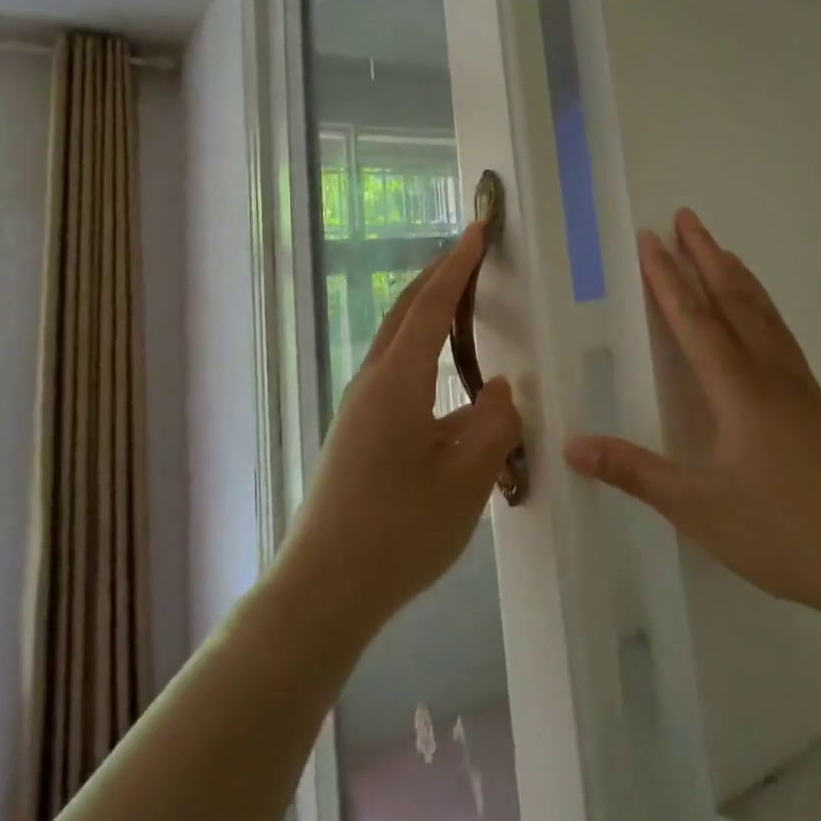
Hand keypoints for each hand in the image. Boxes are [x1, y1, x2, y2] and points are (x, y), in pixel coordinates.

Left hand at [279, 223, 523, 631]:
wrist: (323, 590)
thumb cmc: (399, 534)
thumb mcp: (466, 481)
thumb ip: (493, 425)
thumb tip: (496, 388)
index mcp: (398, 383)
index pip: (432, 306)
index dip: (458, 265)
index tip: (478, 230)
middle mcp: (373, 383)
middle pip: (406, 312)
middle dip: (439, 277)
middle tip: (472, 254)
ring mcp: (359, 408)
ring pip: (398, 343)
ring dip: (429, 314)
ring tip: (465, 306)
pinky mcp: (356, 431)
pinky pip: (396, 374)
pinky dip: (423, 353)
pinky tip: (449, 384)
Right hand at [565, 208, 820, 618]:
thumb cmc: (783, 532)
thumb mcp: (698, 509)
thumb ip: (635, 472)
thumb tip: (573, 445)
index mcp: (738, 390)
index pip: (694, 319)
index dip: (668, 278)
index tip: (650, 240)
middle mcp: (770, 374)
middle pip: (734, 299)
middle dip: (706, 255)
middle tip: (686, 217)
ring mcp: (801, 386)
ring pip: (764, 313)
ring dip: (737, 275)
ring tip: (720, 249)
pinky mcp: (818, 404)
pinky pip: (781, 334)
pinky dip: (761, 306)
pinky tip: (760, 318)